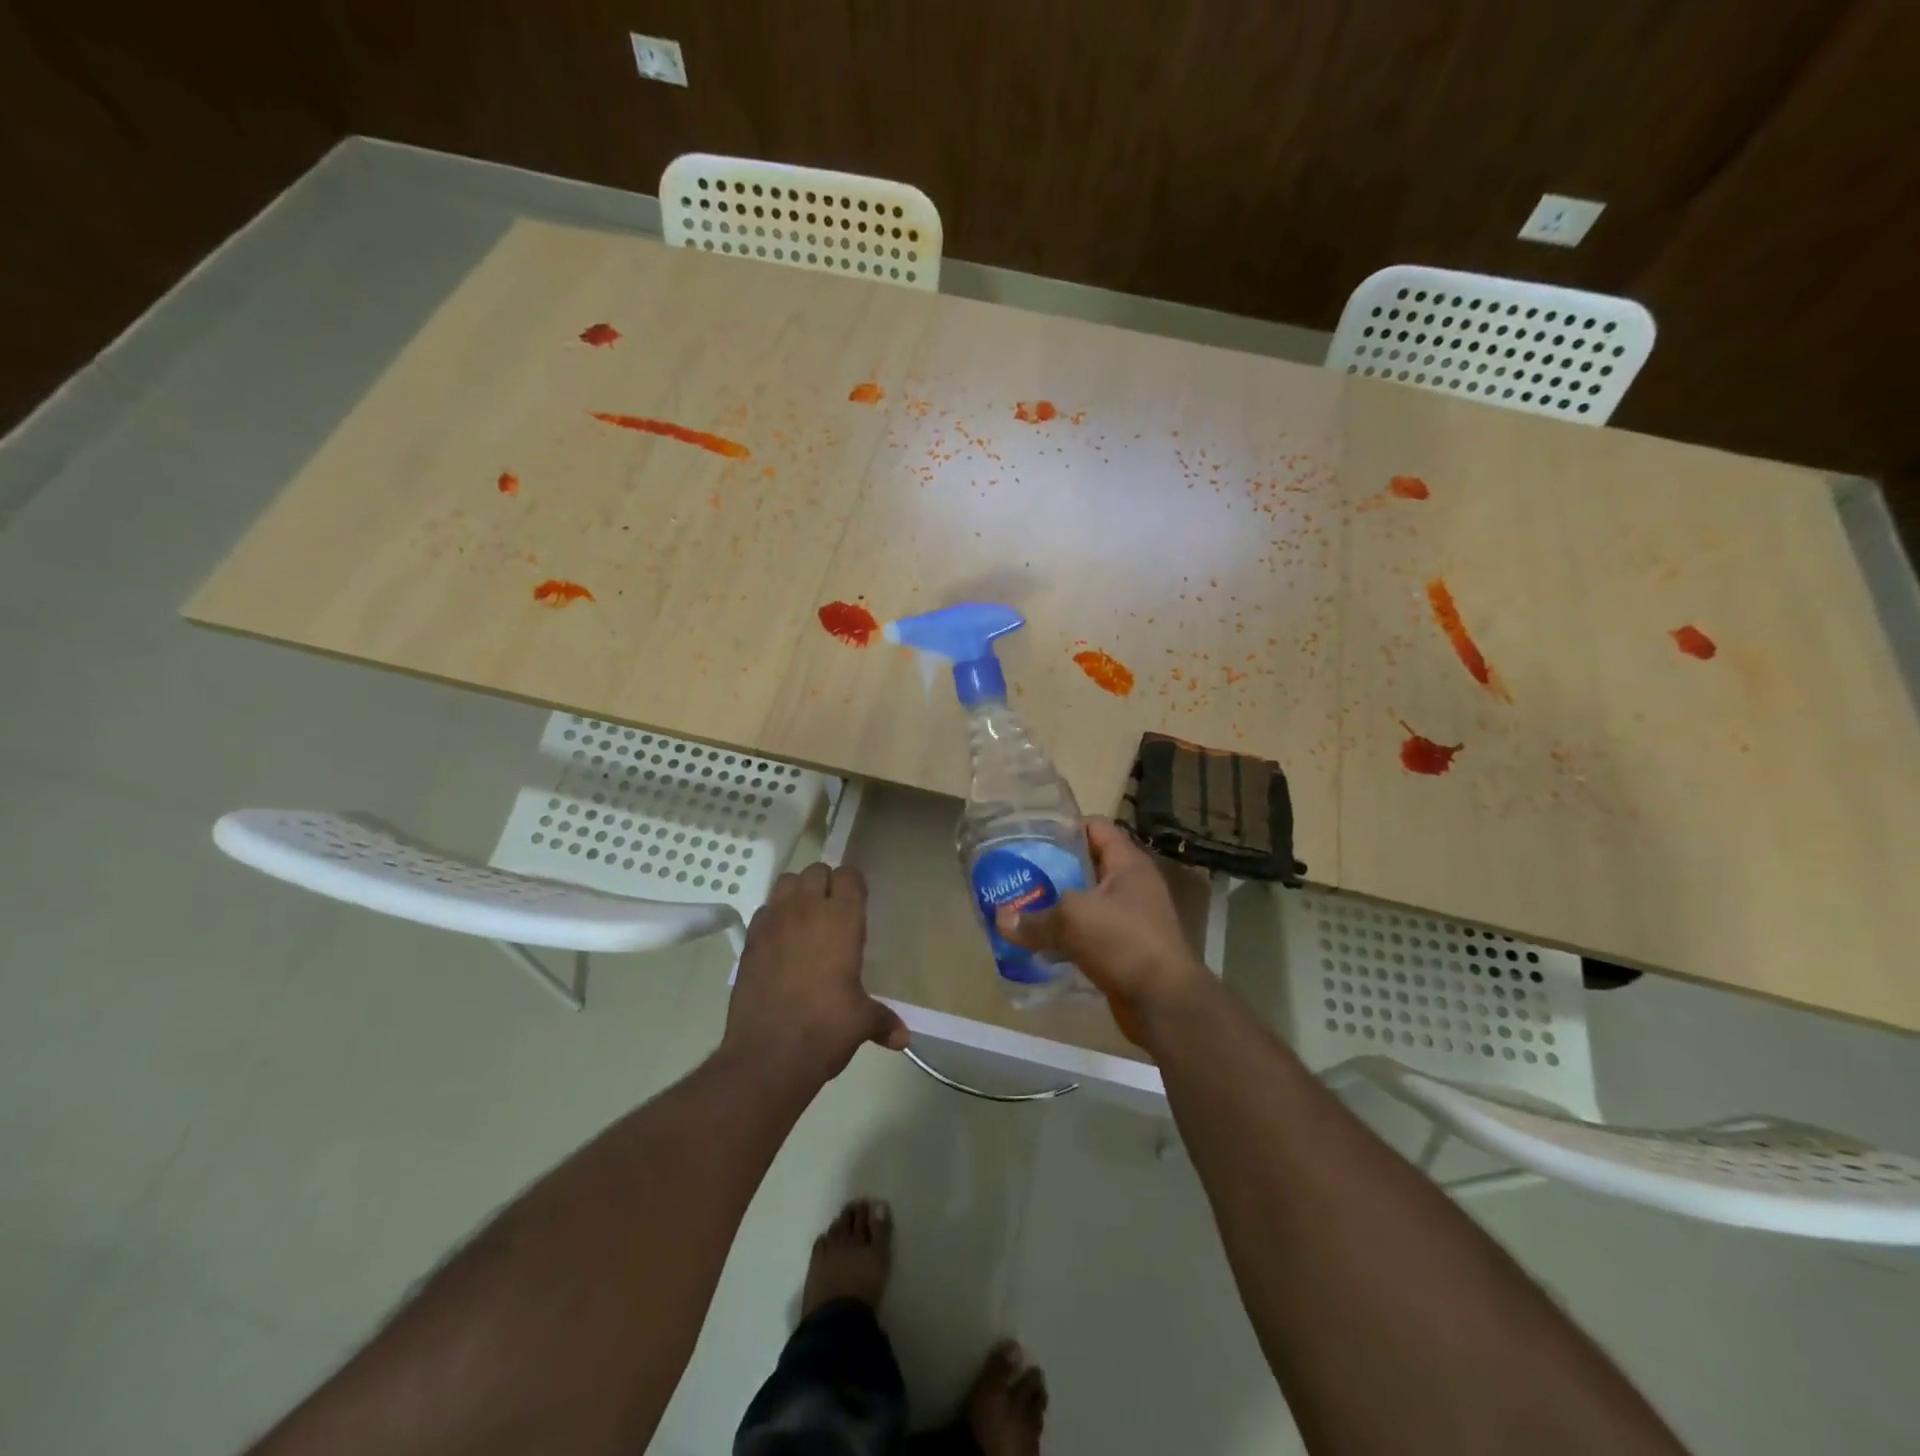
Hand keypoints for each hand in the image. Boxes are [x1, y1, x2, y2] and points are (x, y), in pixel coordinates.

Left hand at [724, 863, 907, 1084]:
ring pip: (785, 883)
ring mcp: (774, 923)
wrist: (768, 1056)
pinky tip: (780, 943)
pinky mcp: (749, 941)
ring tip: (805, 919)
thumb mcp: (861, 1022)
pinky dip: (773, 917)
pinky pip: (764, 911)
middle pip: (815, 871)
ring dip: (797, 893)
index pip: (848, 876)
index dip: (853, 886)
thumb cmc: (825, 1029)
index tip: (858, 904)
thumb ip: (883, 1021)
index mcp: (841, 920)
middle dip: (825, 884)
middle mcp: (806, 910)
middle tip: (833, 913)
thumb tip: (902, 1037)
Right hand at [996, 819, 1209, 1045]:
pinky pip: (1088, 934)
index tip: (1031, 835)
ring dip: (1056, 906)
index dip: (1064, 827)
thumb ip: (1034, 918)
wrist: (1164, 1003)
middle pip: (1086, 865)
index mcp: (1128, 863)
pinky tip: (1038, 942)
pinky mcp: (1123, 949)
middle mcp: (1131, 886)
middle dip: (1052, 869)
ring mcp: (1130, 919)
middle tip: (1018, 872)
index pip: (1095, 827)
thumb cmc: (1123, 941)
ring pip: (1085, 902)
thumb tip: (1000, 919)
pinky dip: (1065, 936)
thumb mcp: (1072, 919)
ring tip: (1021, 906)